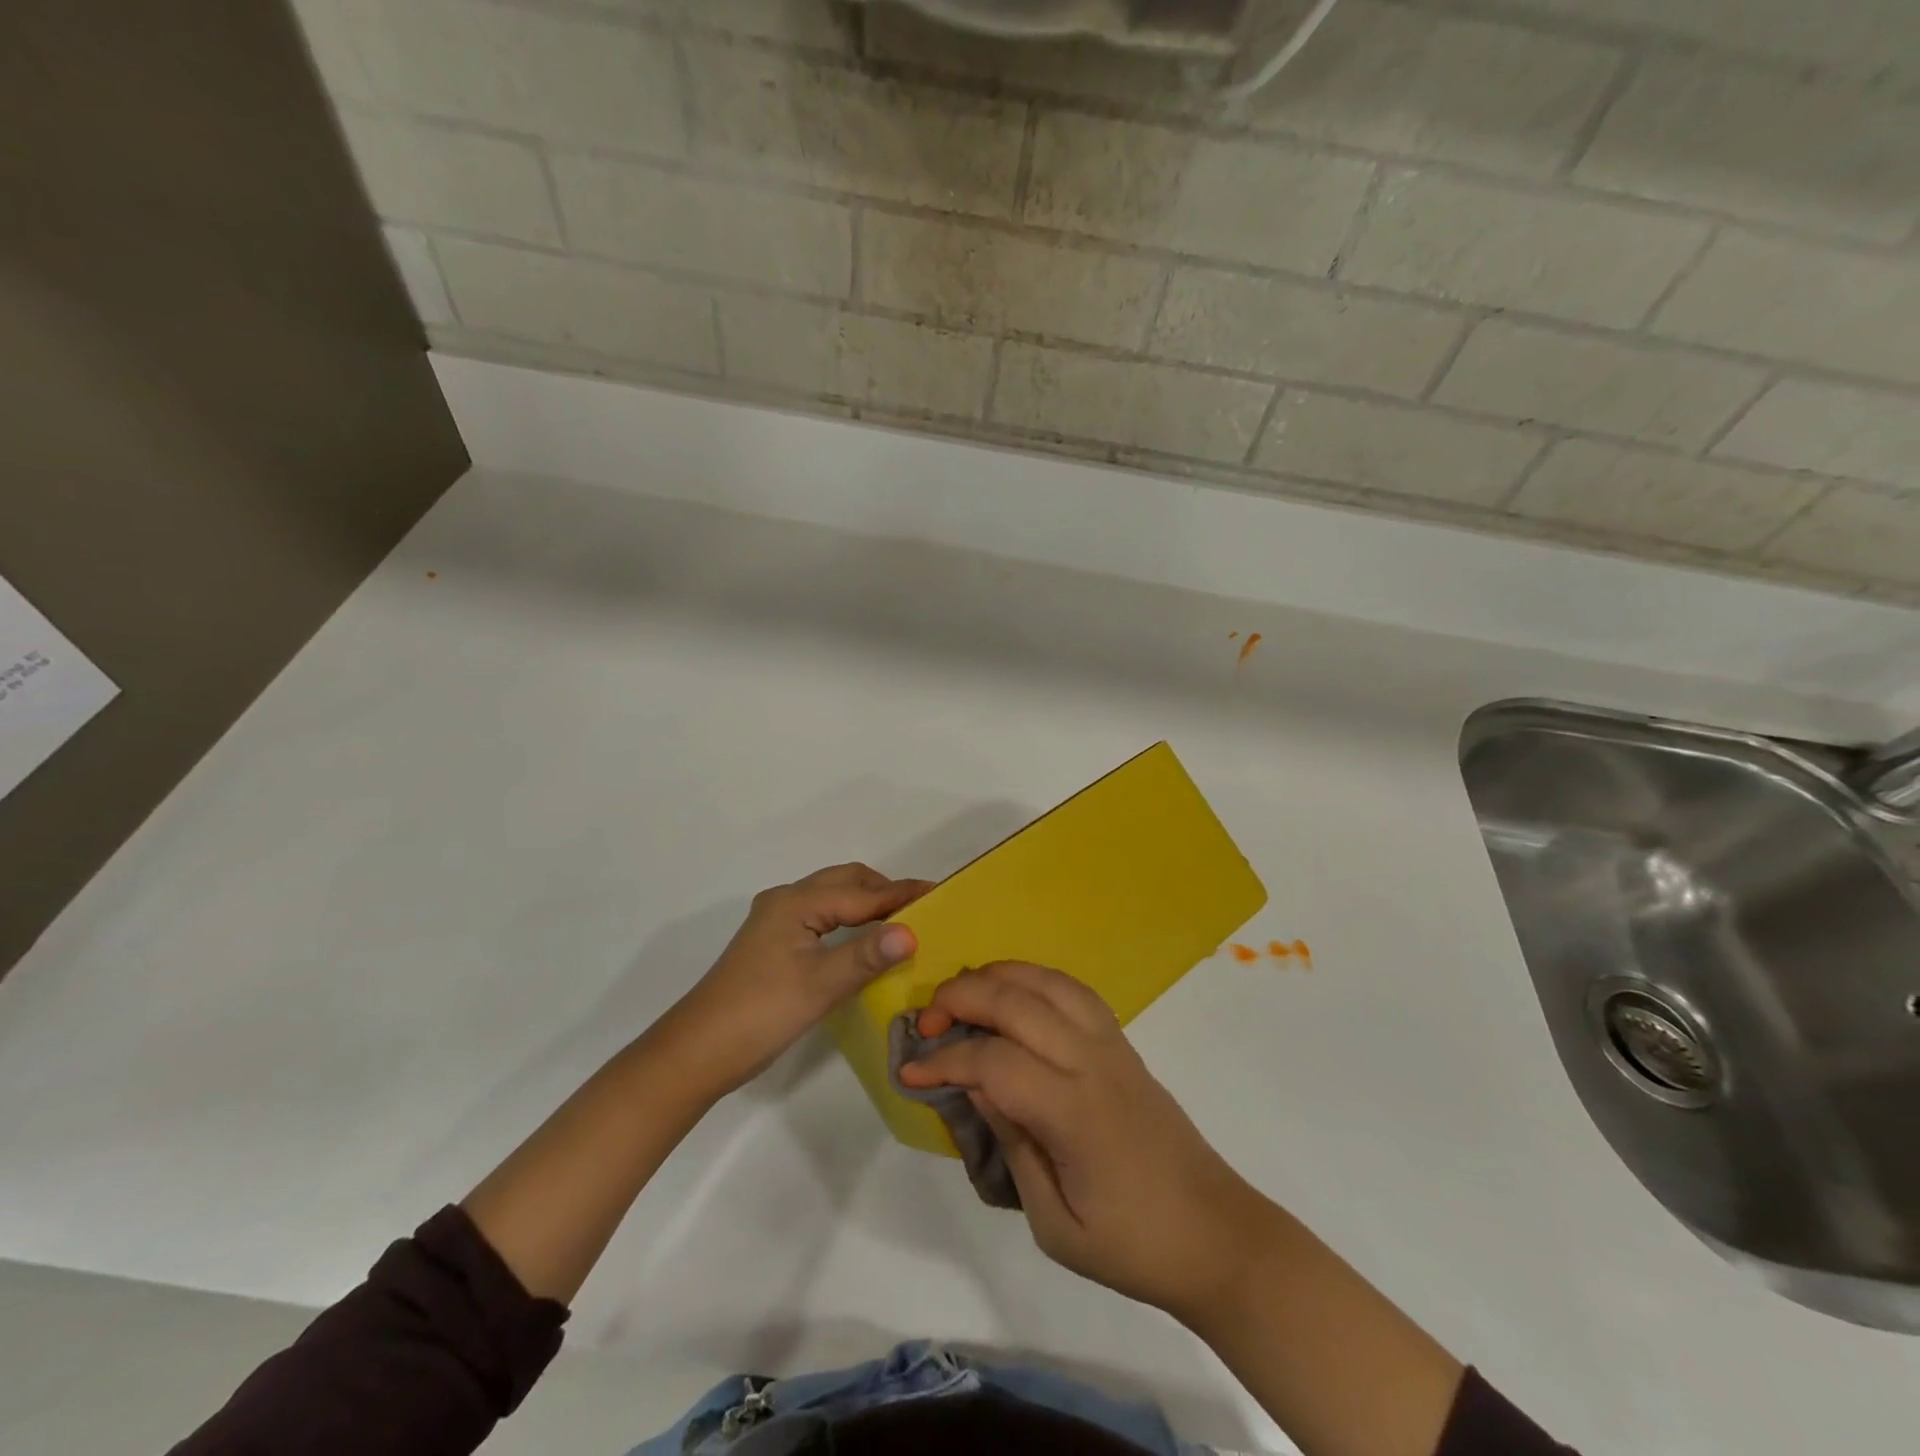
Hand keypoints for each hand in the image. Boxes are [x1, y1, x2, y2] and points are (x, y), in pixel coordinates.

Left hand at [663, 863, 931, 1096]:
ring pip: (831, 899)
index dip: (902, 894)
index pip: (862, 893)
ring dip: (865, 904)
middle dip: (884, 891)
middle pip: (845, 883)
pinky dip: (847, 921)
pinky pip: (820, 917)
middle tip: (921, 910)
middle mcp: (785, 901)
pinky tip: (862, 943)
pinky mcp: (772, 943)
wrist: (697, 1052)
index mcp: (797, 903)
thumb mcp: (819, 985)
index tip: (941, 894)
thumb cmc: (760, 1013)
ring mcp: (775, 921)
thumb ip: (867, 955)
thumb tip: (912, 931)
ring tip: (900, 924)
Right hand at [897, 962, 1271, 1324]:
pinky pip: (1074, 990)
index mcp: (1073, 1113)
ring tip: (963, 994)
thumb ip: (1012, 1146)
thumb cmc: (1133, 1245)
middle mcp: (1091, 1062)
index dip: (945, 1060)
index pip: (993, 1062)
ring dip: (999, 975)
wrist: (1217, 1235)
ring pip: (1047, 981)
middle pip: (1016, 1002)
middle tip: (926, 1020)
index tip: (910, 1071)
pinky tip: (1014, 994)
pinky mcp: (1124, 1043)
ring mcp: (1112, 1045)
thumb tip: (975, 1087)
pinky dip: (1035, 978)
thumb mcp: (1055, 1225)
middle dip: (961, 997)